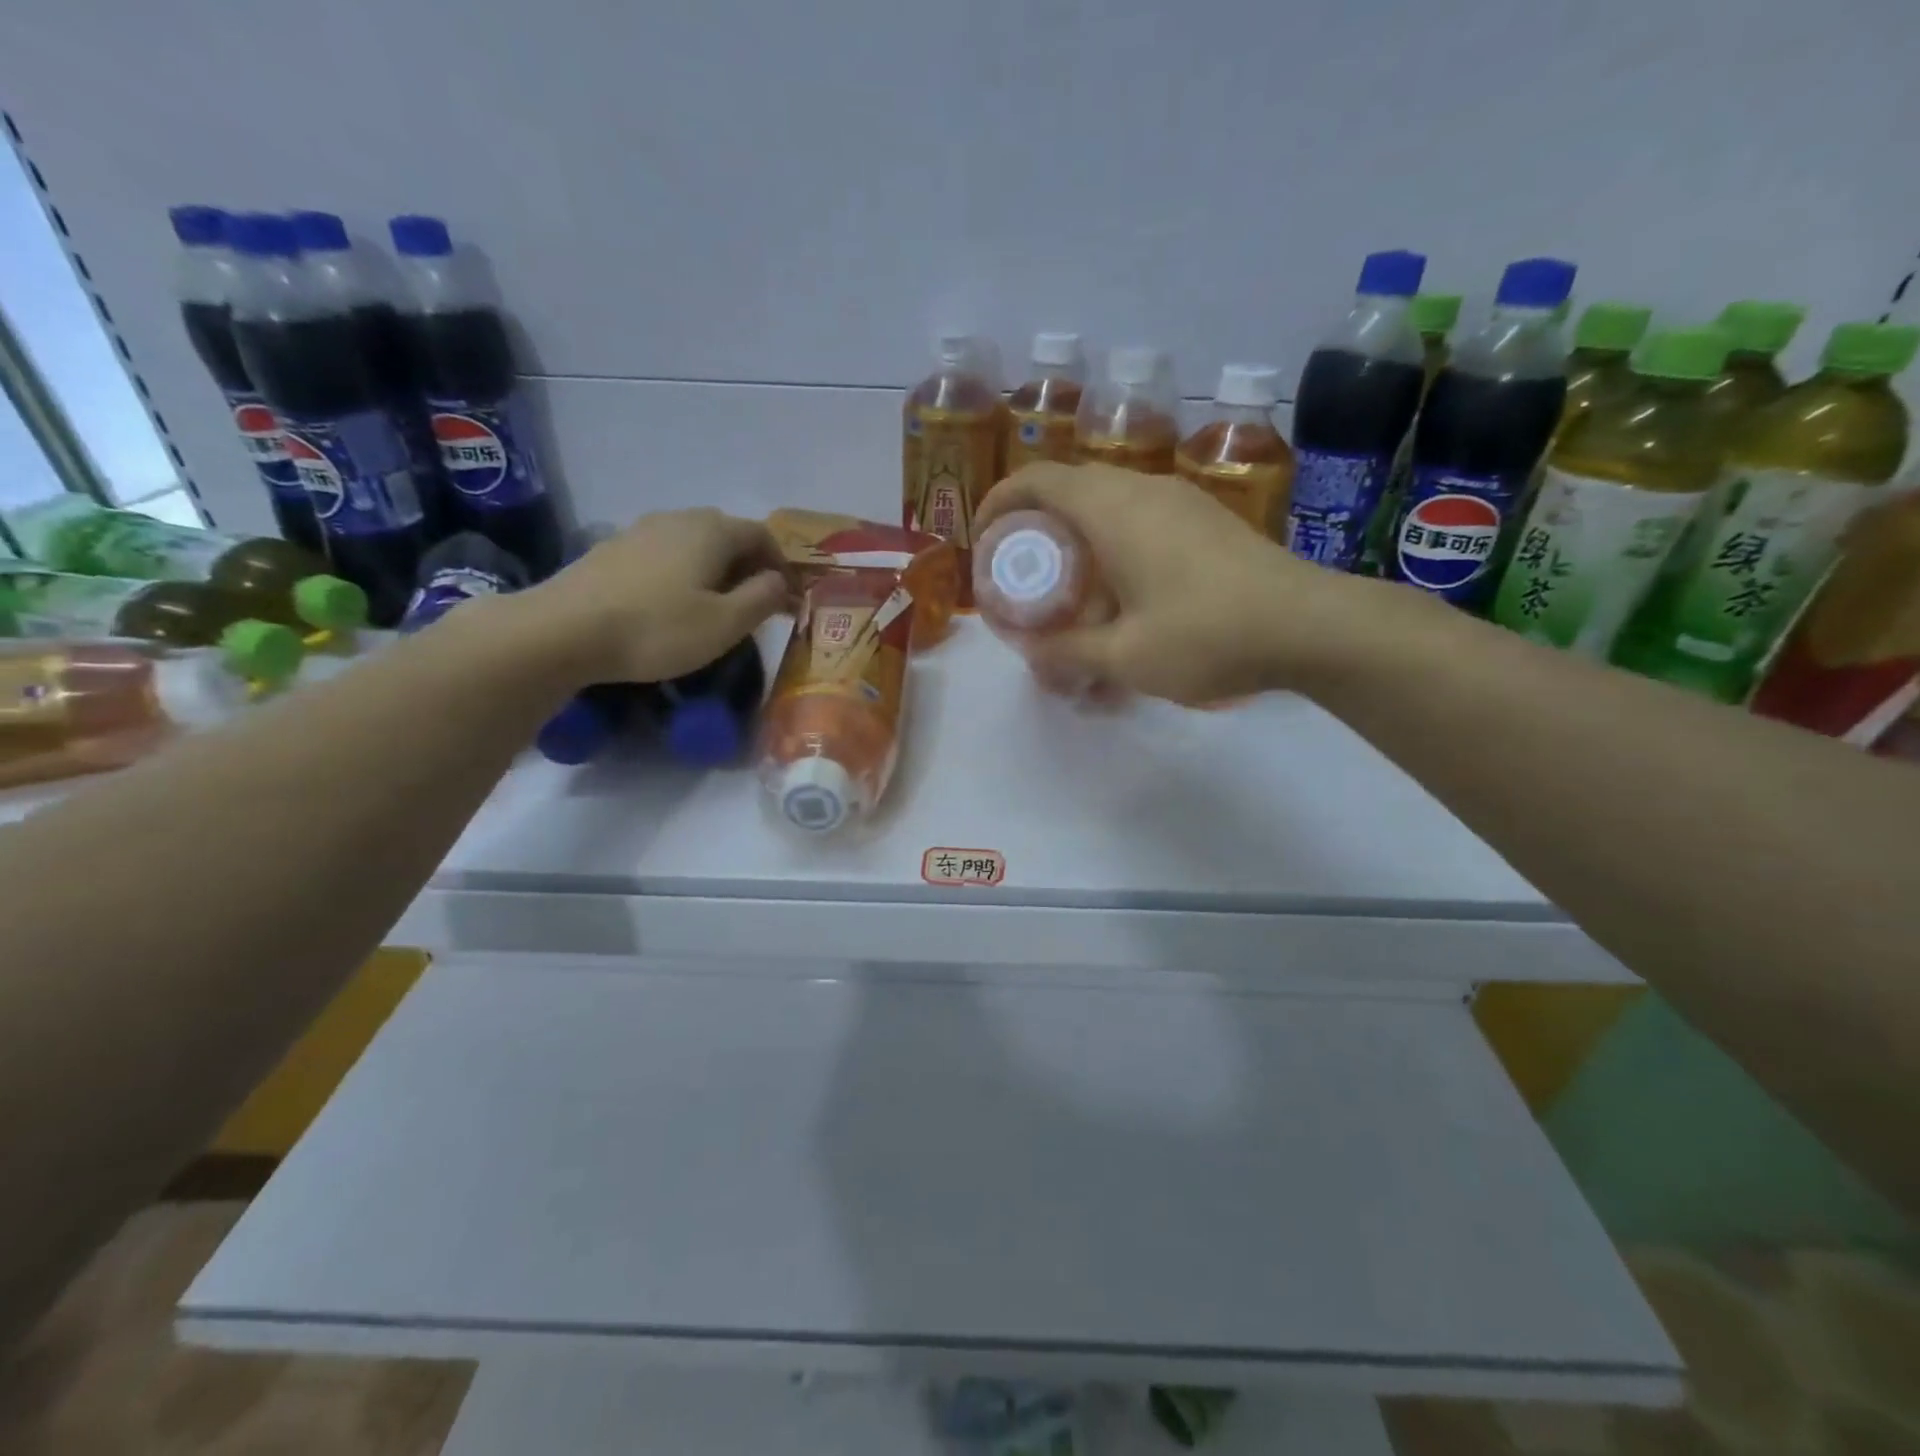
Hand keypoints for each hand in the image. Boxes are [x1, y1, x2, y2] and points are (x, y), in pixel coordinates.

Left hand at [516, 508, 789, 684]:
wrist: (563, 630)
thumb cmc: (658, 628)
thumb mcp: (726, 622)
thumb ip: (763, 597)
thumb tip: (779, 580)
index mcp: (713, 530)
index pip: (763, 535)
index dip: (782, 565)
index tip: (789, 599)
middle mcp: (679, 518)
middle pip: (728, 535)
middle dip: (750, 566)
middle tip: (757, 604)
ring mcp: (640, 530)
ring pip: (694, 544)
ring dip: (716, 570)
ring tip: (717, 606)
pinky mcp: (612, 549)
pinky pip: (665, 555)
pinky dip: (684, 573)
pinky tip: (673, 604)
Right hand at [975, 463, 1367, 704]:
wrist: (1311, 625)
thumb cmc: (1207, 635)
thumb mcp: (1124, 657)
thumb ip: (1067, 653)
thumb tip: (1031, 654)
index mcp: (1113, 509)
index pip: (1037, 479)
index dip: (999, 502)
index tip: (983, 539)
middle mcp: (1143, 490)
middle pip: (1070, 489)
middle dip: (1036, 527)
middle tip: (1024, 575)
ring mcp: (1180, 501)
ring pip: (1108, 504)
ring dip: (1078, 539)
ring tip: (1072, 592)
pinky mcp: (1206, 520)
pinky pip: (1140, 518)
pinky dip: (1113, 545)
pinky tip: (1125, 595)